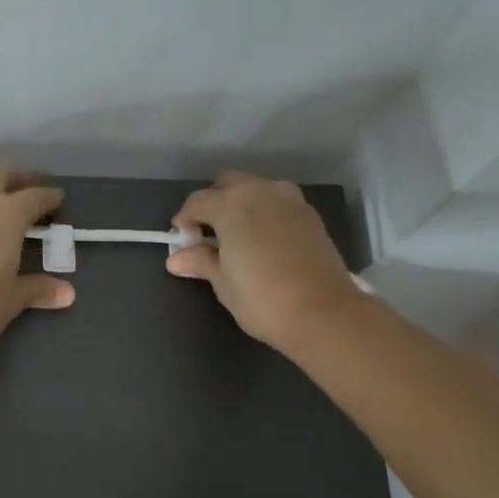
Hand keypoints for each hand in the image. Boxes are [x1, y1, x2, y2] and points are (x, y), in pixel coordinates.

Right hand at [167, 173, 363, 352]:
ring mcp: (290, 200)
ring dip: (241, 204)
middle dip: (213, 203)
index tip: (182, 242)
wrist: (322, 313)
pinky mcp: (310, 215)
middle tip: (207, 235)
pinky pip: (278, 203)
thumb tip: (176, 259)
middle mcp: (261, 192)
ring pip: (256, 189)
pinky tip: (263, 242)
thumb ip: (200, 262)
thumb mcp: (223, 283)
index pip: (197, 201)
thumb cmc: (261, 299)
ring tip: (236, 237)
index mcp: (231, 205)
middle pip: (228, 184)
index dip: (184, 220)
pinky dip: (264, 213)